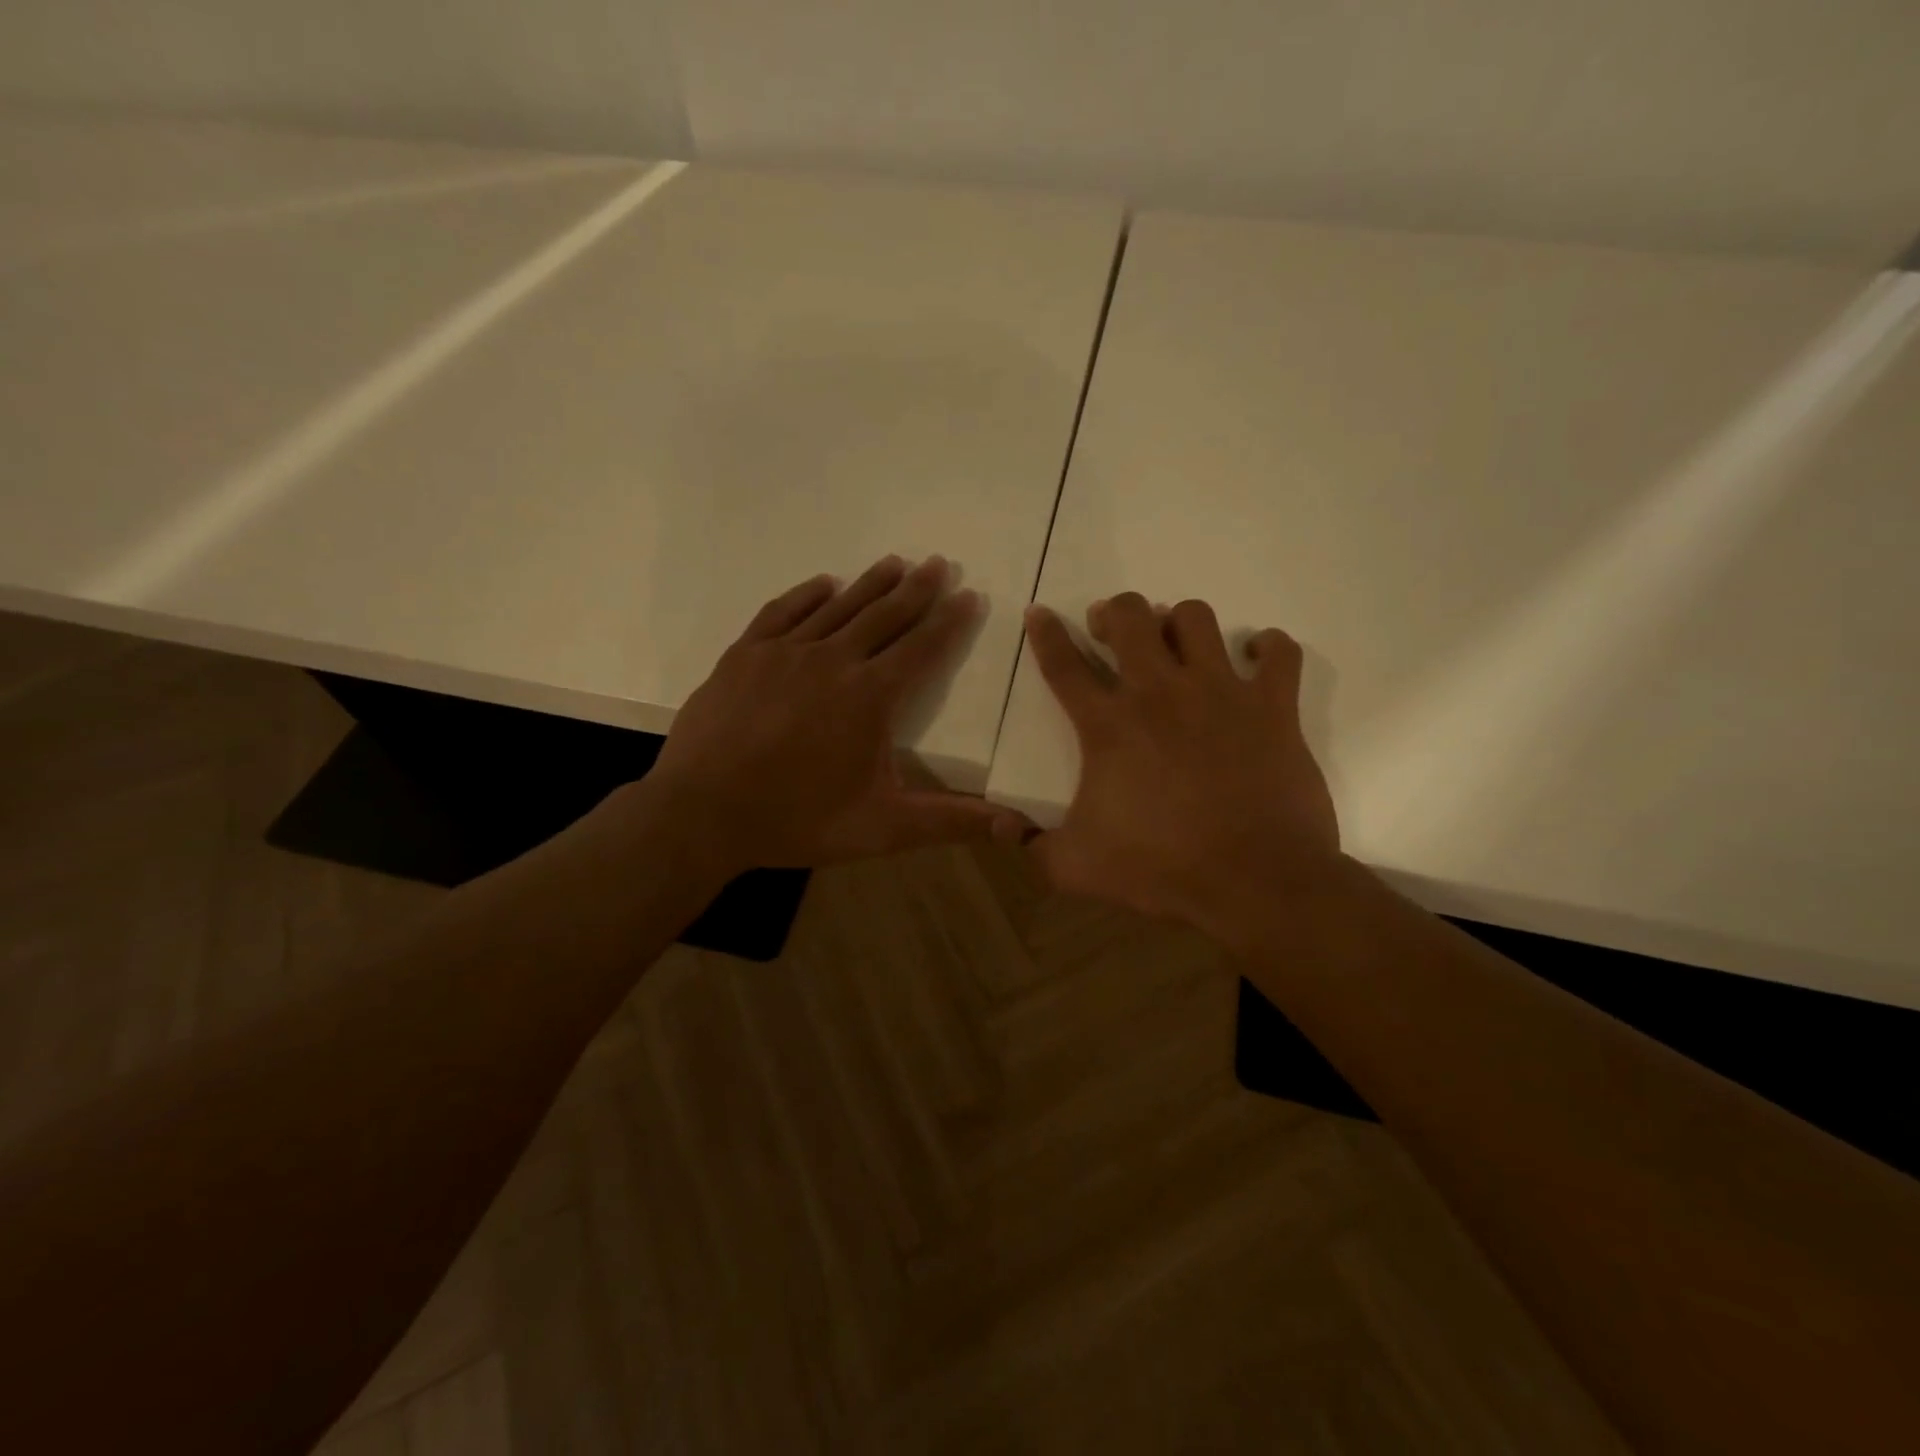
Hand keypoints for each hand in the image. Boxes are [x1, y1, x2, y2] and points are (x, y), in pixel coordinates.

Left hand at [643, 556, 1029, 872]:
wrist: (701, 814)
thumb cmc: (798, 820)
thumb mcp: (882, 827)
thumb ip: (949, 821)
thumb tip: (1016, 826)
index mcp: (870, 696)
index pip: (923, 648)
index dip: (951, 622)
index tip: (969, 595)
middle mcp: (833, 660)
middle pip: (885, 615)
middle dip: (917, 589)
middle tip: (938, 563)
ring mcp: (784, 652)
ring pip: (838, 607)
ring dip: (870, 584)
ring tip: (895, 562)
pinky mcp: (745, 654)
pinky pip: (783, 611)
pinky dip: (808, 594)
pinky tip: (823, 583)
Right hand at [1021, 593, 1340, 945]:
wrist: (1257, 883)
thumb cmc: (1162, 870)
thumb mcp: (1076, 868)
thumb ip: (1032, 845)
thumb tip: (1003, 826)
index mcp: (1110, 727)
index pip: (1064, 665)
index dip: (1045, 634)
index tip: (1038, 612)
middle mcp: (1161, 693)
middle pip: (1130, 617)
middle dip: (1113, 612)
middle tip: (1110, 631)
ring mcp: (1221, 692)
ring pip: (1196, 618)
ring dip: (1179, 622)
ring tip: (1176, 645)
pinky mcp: (1273, 707)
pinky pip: (1279, 652)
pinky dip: (1267, 648)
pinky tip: (1255, 659)